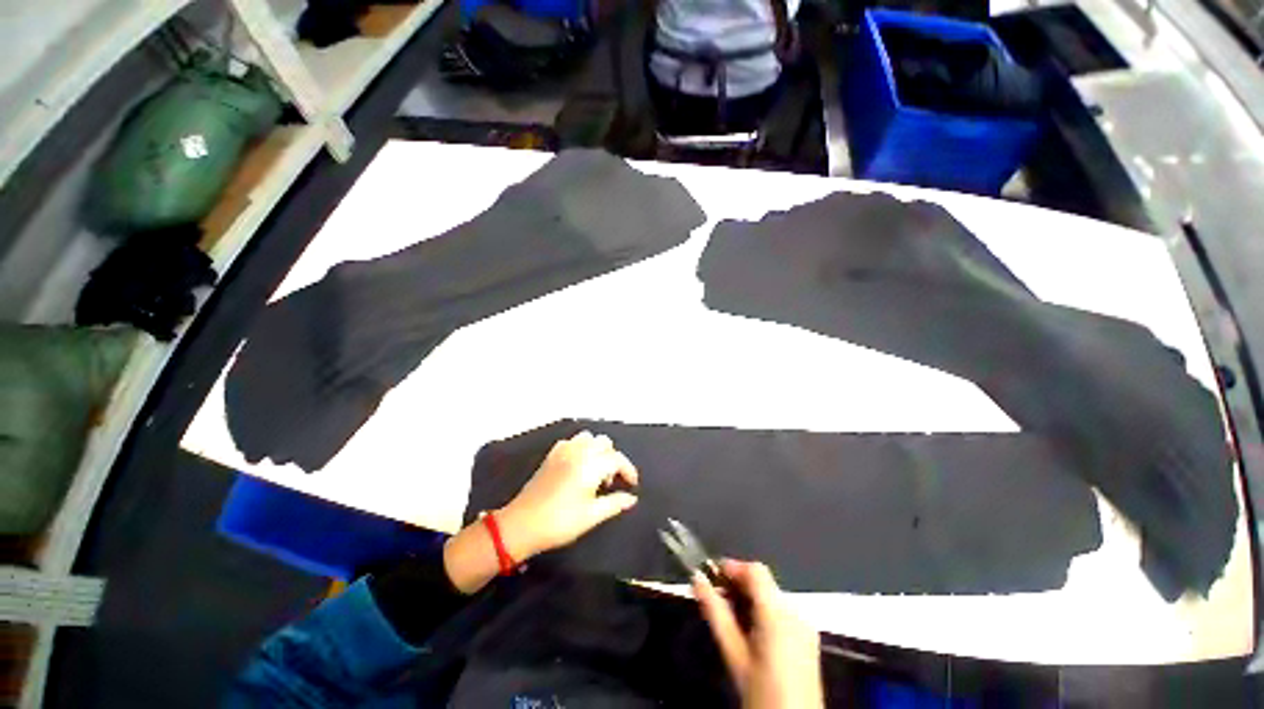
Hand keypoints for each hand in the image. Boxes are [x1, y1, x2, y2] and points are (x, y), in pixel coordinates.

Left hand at [498, 430, 639, 559]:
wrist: (521, 524)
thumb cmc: (560, 522)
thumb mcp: (592, 516)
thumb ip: (615, 503)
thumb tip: (632, 498)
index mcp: (590, 465)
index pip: (617, 459)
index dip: (628, 470)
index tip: (632, 484)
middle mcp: (578, 451)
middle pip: (604, 443)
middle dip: (613, 458)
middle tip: (612, 480)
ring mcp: (563, 450)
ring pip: (588, 438)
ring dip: (597, 449)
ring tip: (596, 471)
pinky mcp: (551, 455)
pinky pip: (572, 441)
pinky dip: (581, 448)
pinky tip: (579, 466)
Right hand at [695, 560, 823, 708]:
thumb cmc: (761, 693)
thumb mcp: (734, 653)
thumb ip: (715, 612)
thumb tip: (697, 577)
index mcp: (779, 613)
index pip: (755, 570)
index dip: (731, 567)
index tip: (710, 576)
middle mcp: (796, 612)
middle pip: (763, 582)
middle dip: (737, 584)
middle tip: (714, 599)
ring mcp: (806, 626)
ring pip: (771, 596)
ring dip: (748, 598)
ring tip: (728, 617)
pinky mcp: (809, 639)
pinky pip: (782, 612)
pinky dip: (763, 612)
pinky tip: (750, 632)